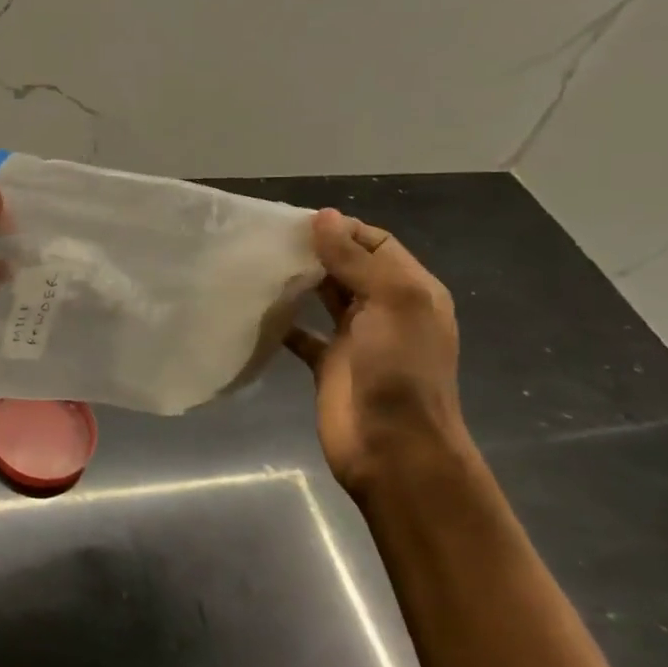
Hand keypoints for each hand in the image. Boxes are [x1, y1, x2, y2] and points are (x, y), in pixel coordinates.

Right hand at [283, 208, 465, 498]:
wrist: (394, 449)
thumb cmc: (400, 371)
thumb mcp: (392, 303)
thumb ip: (356, 260)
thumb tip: (324, 216)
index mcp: (410, 290)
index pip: (376, 244)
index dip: (342, 230)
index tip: (297, 223)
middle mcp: (384, 309)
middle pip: (348, 267)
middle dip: (315, 251)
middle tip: (269, 239)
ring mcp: (355, 338)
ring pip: (323, 296)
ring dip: (298, 281)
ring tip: (258, 264)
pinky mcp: (327, 365)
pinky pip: (302, 334)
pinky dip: (283, 322)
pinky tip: (257, 309)